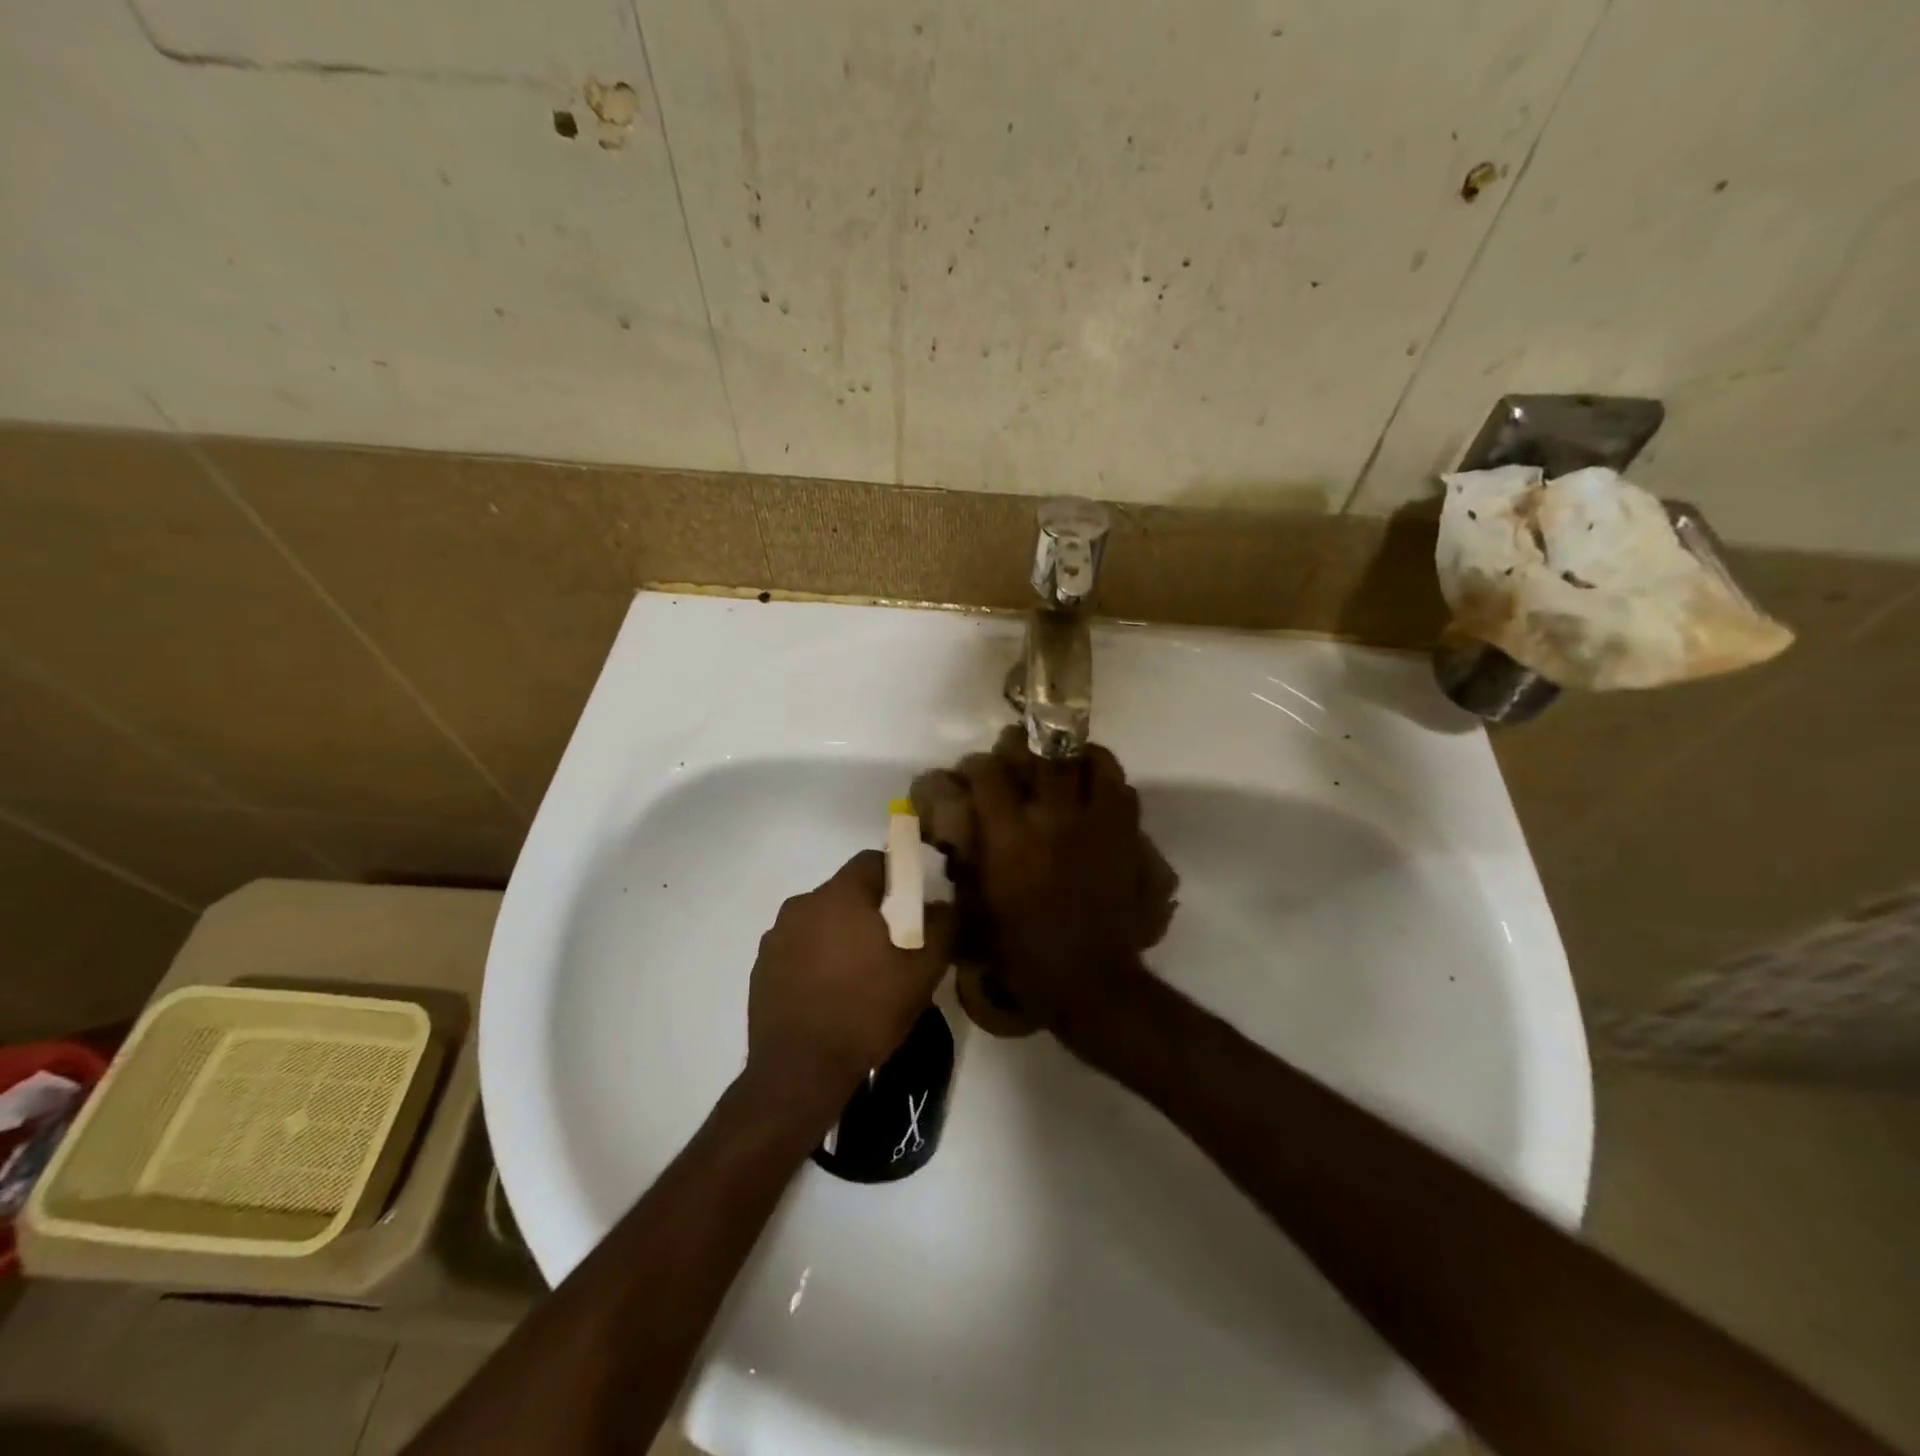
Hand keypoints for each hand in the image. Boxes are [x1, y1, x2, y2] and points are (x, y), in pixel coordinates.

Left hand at [747, 850, 953, 1114]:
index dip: (898, 875)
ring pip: (820, 921)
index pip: (872, 861)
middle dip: (871, 910)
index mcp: (839, 895)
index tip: (914, 904)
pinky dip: (816, 959)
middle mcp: (802, 905)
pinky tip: (831, 994)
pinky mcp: (761, 968)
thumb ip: (943, 927)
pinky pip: (798, 948)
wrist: (799, 1073)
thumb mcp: (922, 973)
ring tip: (862, 974)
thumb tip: (947, 904)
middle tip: (895, 944)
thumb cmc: (866, 1013)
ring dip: (841, 935)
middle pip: (845, 891)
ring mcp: (775, 937)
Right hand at [956, 733, 1169, 1034]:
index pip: (988, 774)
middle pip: (1042, 752)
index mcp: (1010, 837)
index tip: (972, 773)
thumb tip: (957, 832)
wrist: (1088, 980)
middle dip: (1024, 744)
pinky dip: (1107, 782)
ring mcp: (1096, 823)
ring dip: (1074, 754)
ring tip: (1063, 760)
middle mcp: (1053, 818)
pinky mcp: (1126, 836)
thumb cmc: (1023, 952)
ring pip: (1092, 760)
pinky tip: (1094, 793)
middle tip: (1016, 751)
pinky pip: (1123, 789)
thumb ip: (966, 862)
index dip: (976, 766)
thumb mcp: (977, 908)